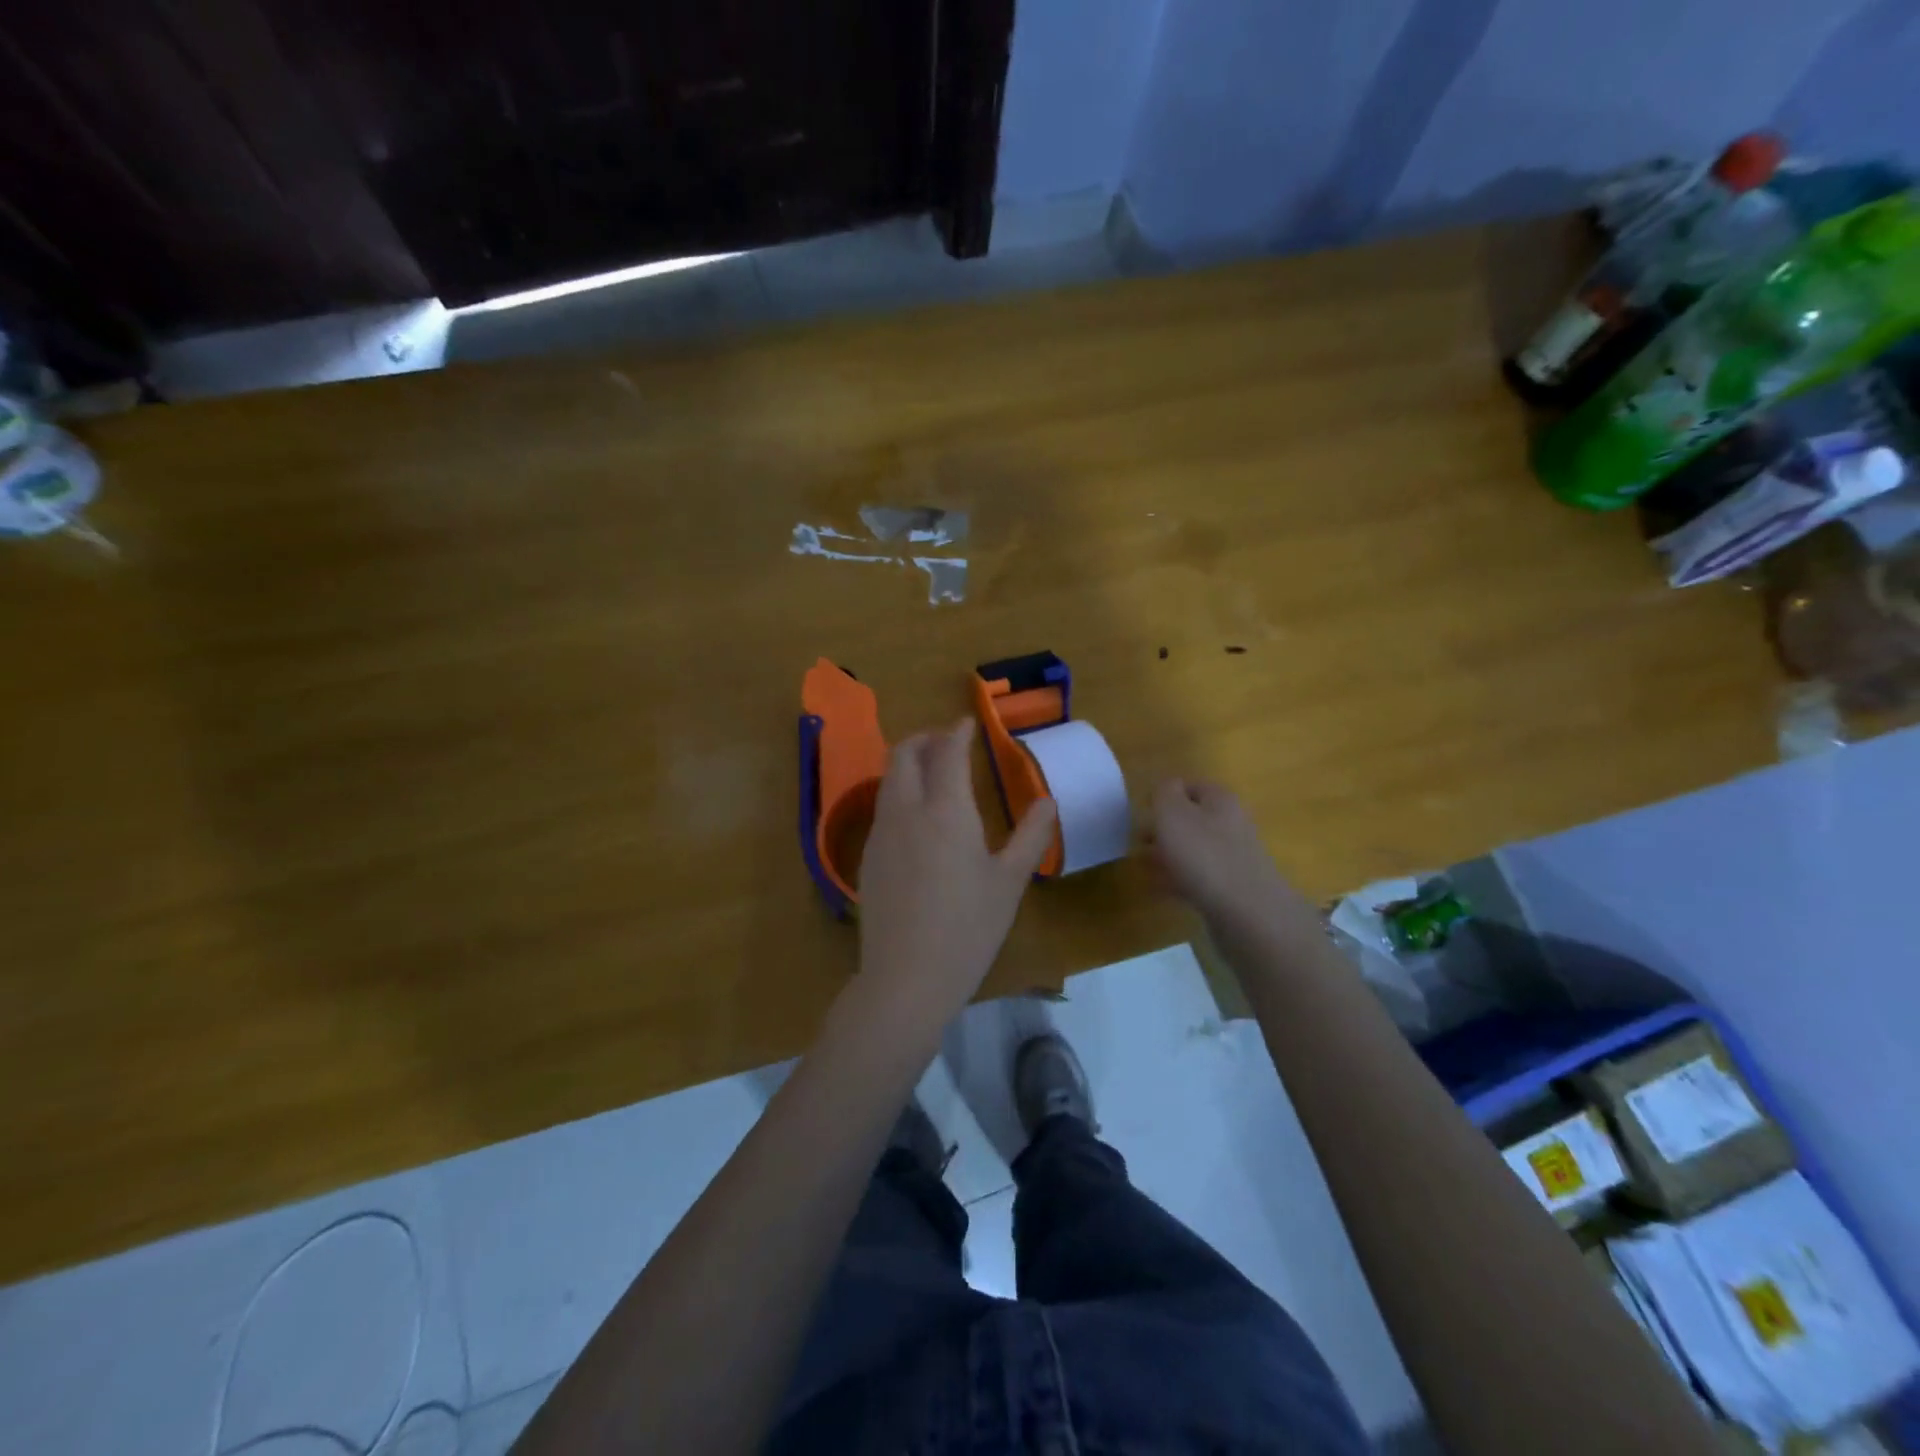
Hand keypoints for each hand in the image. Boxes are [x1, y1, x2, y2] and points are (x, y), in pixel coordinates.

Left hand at [857, 720, 1056, 1016]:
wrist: (906, 978)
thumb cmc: (968, 929)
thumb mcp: (1009, 883)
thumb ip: (1030, 836)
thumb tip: (1048, 801)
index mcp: (945, 810)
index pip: (947, 752)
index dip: (957, 732)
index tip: (968, 724)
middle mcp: (906, 811)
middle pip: (902, 754)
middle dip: (924, 738)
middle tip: (948, 743)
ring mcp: (881, 835)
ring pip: (888, 780)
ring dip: (909, 765)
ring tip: (935, 776)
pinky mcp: (867, 858)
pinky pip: (883, 809)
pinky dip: (900, 794)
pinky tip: (919, 821)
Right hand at [1150, 779, 1313, 935]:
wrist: (1246, 912)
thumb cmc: (1203, 854)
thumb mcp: (1172, 813)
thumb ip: (1164, 793)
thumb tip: (1167, 787)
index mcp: (1220, 799)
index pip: (1191, 785)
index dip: (1165, 794)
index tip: (1143, 811)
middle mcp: (1232, 823)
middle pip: (1193, 818)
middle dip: (1165, 828)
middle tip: (1140, 841)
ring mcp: (1235, 857)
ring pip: (1195, 848)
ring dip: (1170, 854)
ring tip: (1146, 867)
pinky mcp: (1233, 887)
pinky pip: (1200, 876)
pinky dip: (1180, 878)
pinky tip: (1163, 889)